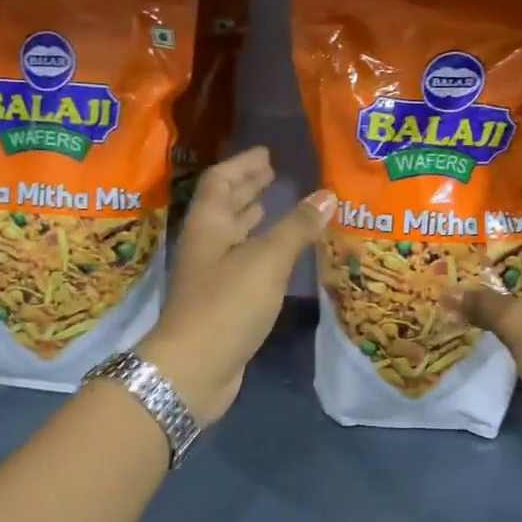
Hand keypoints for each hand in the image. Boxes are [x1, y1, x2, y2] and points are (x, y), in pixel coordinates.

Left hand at [139, 147, 335, 424]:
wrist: (194, 368)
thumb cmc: (227, 304)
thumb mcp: (267, 260)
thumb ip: (297, 227)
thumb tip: (327, 195)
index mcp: (208, 225)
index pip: (221, 181)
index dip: (243, 164)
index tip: (267, 153)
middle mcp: (206, 245)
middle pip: (224, 206)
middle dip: (248, 188)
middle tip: (274, 173)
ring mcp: (211, 275)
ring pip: (233, 236)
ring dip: (252, 218)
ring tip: (275, 205)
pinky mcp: (221, 301)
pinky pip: (243, 263)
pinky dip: (260, 250)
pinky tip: (278, 254)